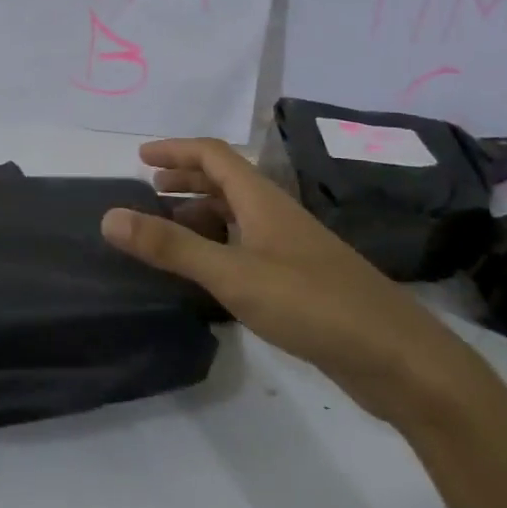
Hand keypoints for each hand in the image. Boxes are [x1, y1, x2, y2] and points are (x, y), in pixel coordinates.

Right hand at [101, 138, 486, 426]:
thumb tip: (109, 216)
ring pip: (238, 215)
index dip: (176, 150)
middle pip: (226, 180)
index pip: (214, 155)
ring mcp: (292, 247)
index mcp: (262, 200)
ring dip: (201, 213)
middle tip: (149, 191)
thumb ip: (171, 248)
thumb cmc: (312, 304)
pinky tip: (208, 272)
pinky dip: (220, 245)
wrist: (397, 357)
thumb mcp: (233, 275)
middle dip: (186, 179)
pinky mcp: (300, 279)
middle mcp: (276, 214)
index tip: (139, 158)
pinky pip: (248, 245)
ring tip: (168, 231)